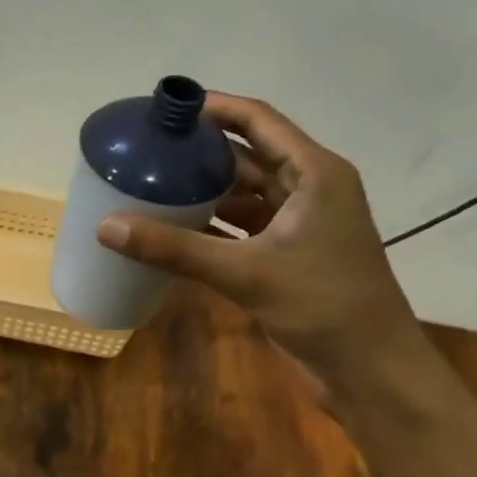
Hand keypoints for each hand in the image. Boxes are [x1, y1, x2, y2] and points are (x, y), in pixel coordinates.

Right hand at [95, 93, 425, 395]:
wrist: (370, 368)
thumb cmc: (322, 304)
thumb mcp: (244, 272)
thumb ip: (175, 249)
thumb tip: (106, 227)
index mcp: (314, 174)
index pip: (258, 121)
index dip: (214, 108)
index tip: (167, 108)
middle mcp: (309, 189)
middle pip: (248, 155)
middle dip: (200, 151)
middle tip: (148, 148)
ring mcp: (299, 224)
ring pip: (243, 193)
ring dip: (203, 190)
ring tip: (151, 184)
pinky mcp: (287, 254)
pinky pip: (241, 226)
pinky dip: (210, 225)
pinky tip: (172, 228)